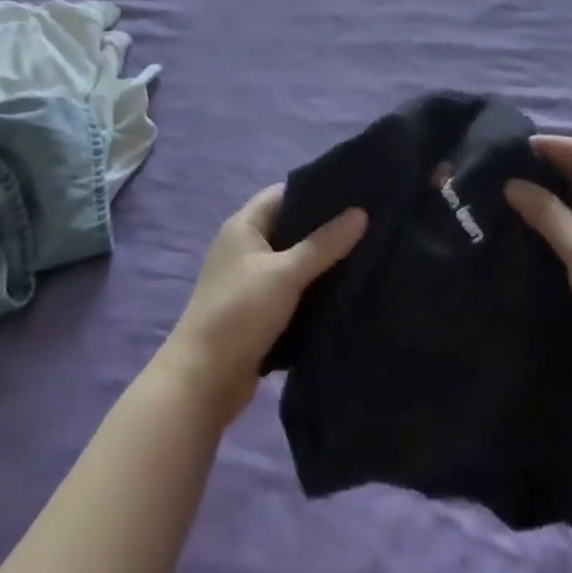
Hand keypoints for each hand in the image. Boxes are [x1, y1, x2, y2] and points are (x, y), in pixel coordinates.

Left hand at [160, 185, 367, 425]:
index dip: (317, 191)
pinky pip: (293, 290)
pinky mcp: (258, 311)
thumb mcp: (285, 273)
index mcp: (244, 226)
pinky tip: (346, 290)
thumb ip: (324, 244)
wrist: (202, 381)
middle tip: (369, 224)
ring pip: (294, 261)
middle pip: (291, 227)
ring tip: (366, 253)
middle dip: (326, 228)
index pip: (284, 194)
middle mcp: (245, 248)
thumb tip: (361, 213)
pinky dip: (314, 289)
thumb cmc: (240, 313)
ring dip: (322, 261)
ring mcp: (250, 281)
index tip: (355, 192)